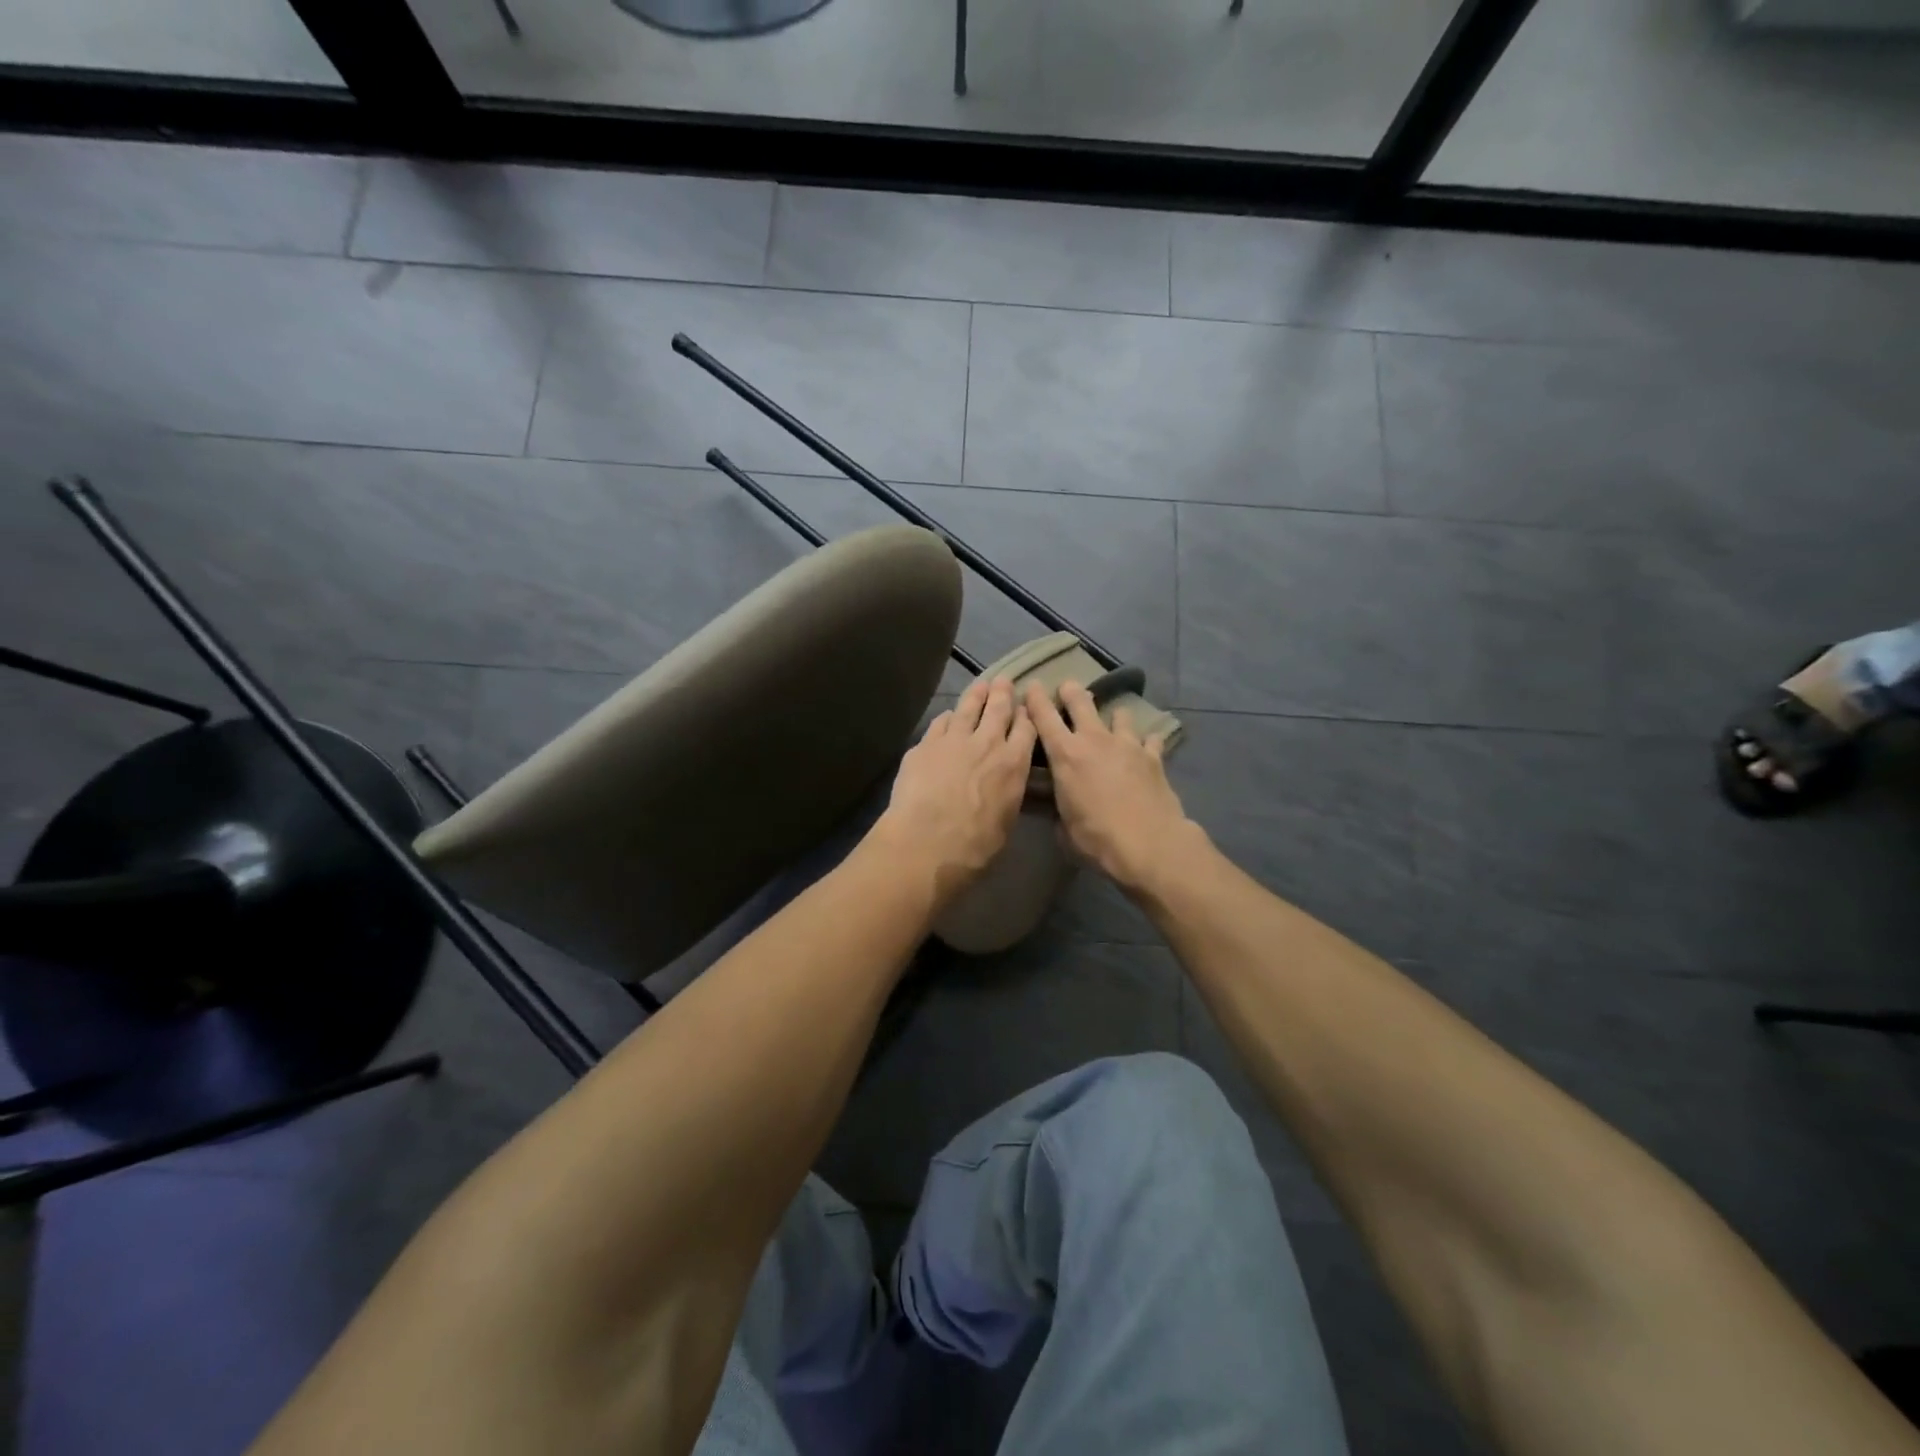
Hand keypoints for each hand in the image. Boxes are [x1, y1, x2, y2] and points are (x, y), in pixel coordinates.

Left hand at [873, 676, 1036, 903]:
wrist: (928, 841)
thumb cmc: (975, 844)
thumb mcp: (1006, 820)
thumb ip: (1007, 793)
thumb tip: (1003, 786)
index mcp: (1014, 764)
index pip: (1026, 729)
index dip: (1027, 715)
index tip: (1026, 708)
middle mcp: (987, 743)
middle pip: (998, 709)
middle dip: (1003, 693)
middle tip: (1004, 681)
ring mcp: (954, 739)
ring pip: (968, 708)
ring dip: (976, 695)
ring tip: (981, 686)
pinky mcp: (926, 744)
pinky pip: (941, 722)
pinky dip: (948, 717)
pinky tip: (948, 716)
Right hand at [1027, 680, 1199, 893]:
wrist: (1149, 844)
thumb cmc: (1097, 838)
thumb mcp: (1064, 828)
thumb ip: (1060, 811)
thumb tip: (1060, 811)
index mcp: (1065, 755)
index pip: (1044, 717)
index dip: (1036, 699)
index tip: (1032, 687)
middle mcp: (1095, 740)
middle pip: (1081, 702)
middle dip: (1072, 692)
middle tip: (1069, 688)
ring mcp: (1127, 745)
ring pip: (1119, 715)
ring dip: (1114, 716)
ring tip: (1114, 719)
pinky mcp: (1153, 757)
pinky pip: (1150, 740)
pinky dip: (1147, 741)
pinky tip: (1147, 746)